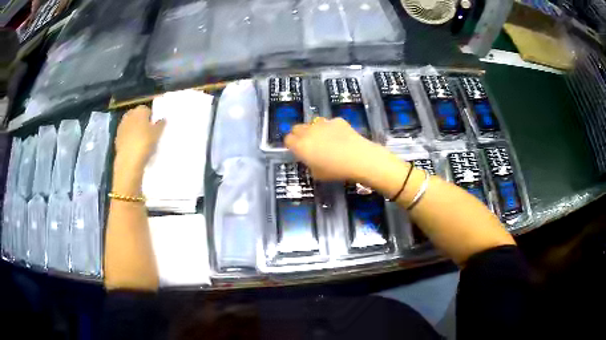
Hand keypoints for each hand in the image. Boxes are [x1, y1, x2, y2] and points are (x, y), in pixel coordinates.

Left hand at [113, 106, 164, 193]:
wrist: (129, 161)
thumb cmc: (145, 143)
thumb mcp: (157, 134)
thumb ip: (160, 124)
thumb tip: (162, 119)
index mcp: (140, 110)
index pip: (147, 110)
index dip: (151, 118)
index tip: (154, 126)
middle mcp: (129, 115)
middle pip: (137, 116)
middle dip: (141, 122)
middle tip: (148, 133)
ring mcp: (121, 126)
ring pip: (130, 125)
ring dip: (134, 130)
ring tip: (141, 141)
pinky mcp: (117, 138)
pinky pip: (125, 135)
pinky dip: (129, 139)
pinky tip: (134, 147)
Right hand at [285, 118, 393, 183]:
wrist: (358, 158)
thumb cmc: (335, 170)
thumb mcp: (317, 174)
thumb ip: (310, 163)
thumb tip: (311, 159)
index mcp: (300, 146)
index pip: (287, 140)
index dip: (291, 145)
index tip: (297, 150)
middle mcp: (308, 131)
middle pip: (297, 128)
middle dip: (300, 135)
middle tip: (309, 144)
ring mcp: (323, 123)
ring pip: (312, 123)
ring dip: (314, 130)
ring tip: (325, 139)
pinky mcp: (336, 120)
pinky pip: (329, 123)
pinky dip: (331, 129)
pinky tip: (341, 137)